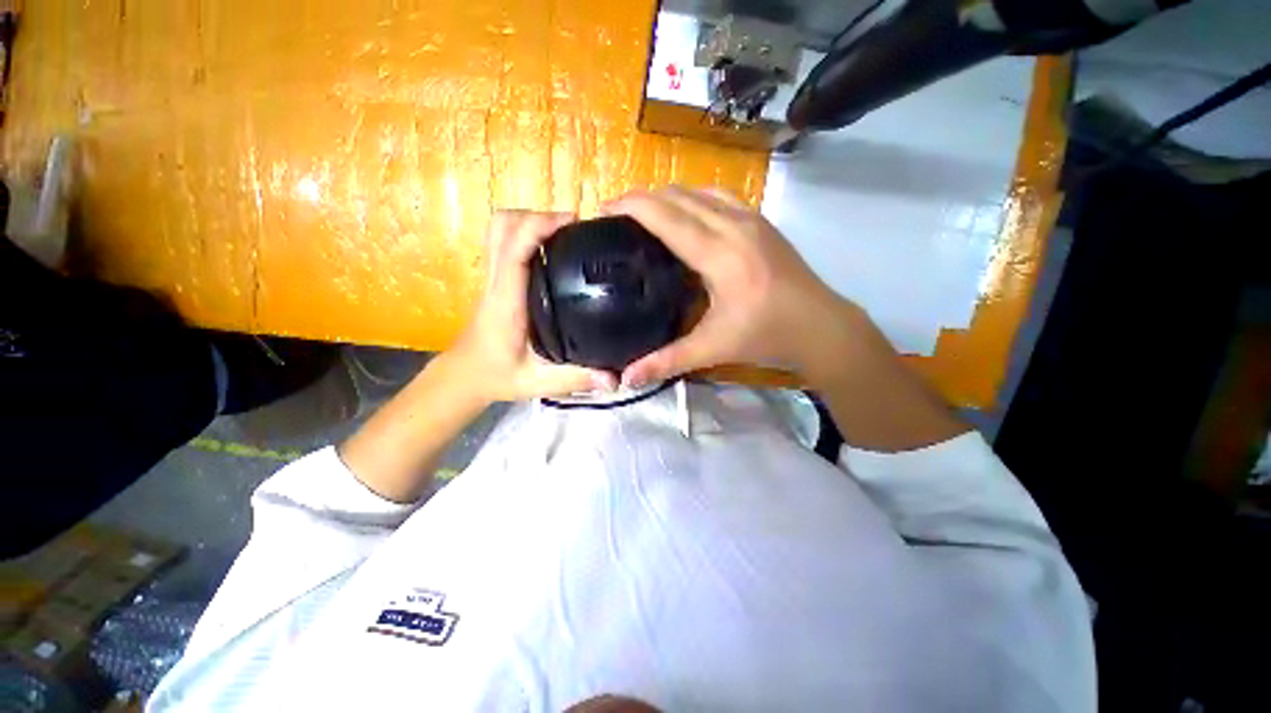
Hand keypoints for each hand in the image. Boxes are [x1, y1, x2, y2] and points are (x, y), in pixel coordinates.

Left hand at [449, 210, 616, 402]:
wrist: (466, 376)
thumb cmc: (498, 376)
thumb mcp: (539, 383)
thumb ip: (576, 379)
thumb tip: (614, 379)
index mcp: (507, 301)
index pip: (513, 249)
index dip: (539, 226)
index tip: (572, 221)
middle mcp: (497, 281)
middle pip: (502, 225)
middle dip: (537, 216)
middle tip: (574, 229)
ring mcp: (495, 277)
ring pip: (501, 228)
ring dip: (532, 221)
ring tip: (567, 234)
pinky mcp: (499, 279)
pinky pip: (507, 241)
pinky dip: (528, 233)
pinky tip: (555, 251)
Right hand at [602, 186, 862, 387]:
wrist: (822, 327)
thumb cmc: (767, 337)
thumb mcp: (713, 349)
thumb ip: (666, 361)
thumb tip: (626, 379)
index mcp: (720, 255)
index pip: (666, 216)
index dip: (631, 205)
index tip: (603, 209)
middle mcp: (734, 226)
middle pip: (678, 196)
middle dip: (643, 198)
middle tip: (617, 216)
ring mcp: (751, 219)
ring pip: (699, 191)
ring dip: (668, 197)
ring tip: (646, 214)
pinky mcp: (762, 222)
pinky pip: (719, 197)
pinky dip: (693, 199)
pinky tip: (686, 218)